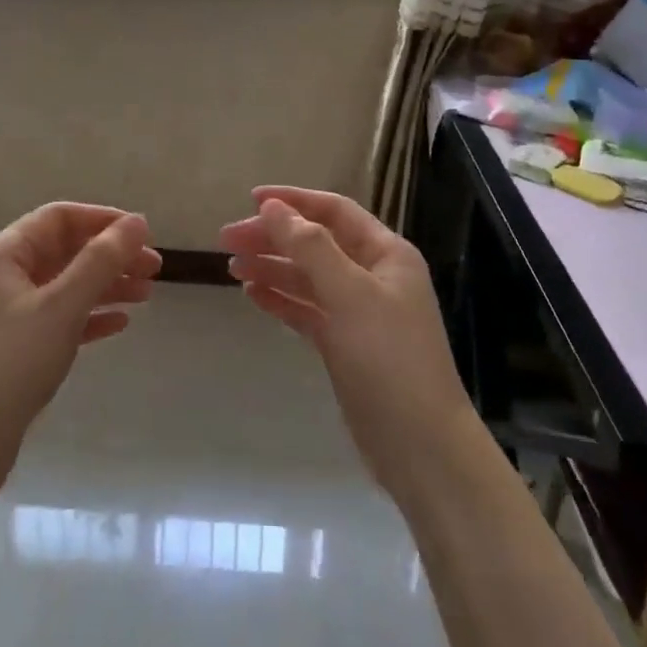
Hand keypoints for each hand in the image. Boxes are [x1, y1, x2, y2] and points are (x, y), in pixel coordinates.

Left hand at [0, 204, 158, 499]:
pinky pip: (57, 317)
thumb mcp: (63, 306)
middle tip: (154, 268)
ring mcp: (4, 312)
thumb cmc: (13, 363)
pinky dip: (88, 315)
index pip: (59, 217)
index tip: (142, 235)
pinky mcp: (11, 346)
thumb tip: (137, 222)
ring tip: (147, 295)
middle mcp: (0, 275)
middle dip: (110, 255)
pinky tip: (119, 324)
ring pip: (64, 284)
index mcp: (3, 254)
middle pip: (64, 250)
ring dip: (105, 285)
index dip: (103, 220)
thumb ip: (101, 260)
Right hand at [222, 187, 477, 499]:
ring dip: (272, 267)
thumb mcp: (350, 294)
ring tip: (232, 266)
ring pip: (308, 277)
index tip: (252, 199)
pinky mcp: (345, 344)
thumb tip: (274, 207)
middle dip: (274, 237)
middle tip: (227, 239)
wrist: (419, 446)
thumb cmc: (389, 359)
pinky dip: (281, 299)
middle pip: (316, 243)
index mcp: (386, 254)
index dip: (294, 201)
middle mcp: (373, 276)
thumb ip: (310, 247)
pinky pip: (307, 310)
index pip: (334, 212)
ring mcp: (359, 312)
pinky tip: (252, 294)